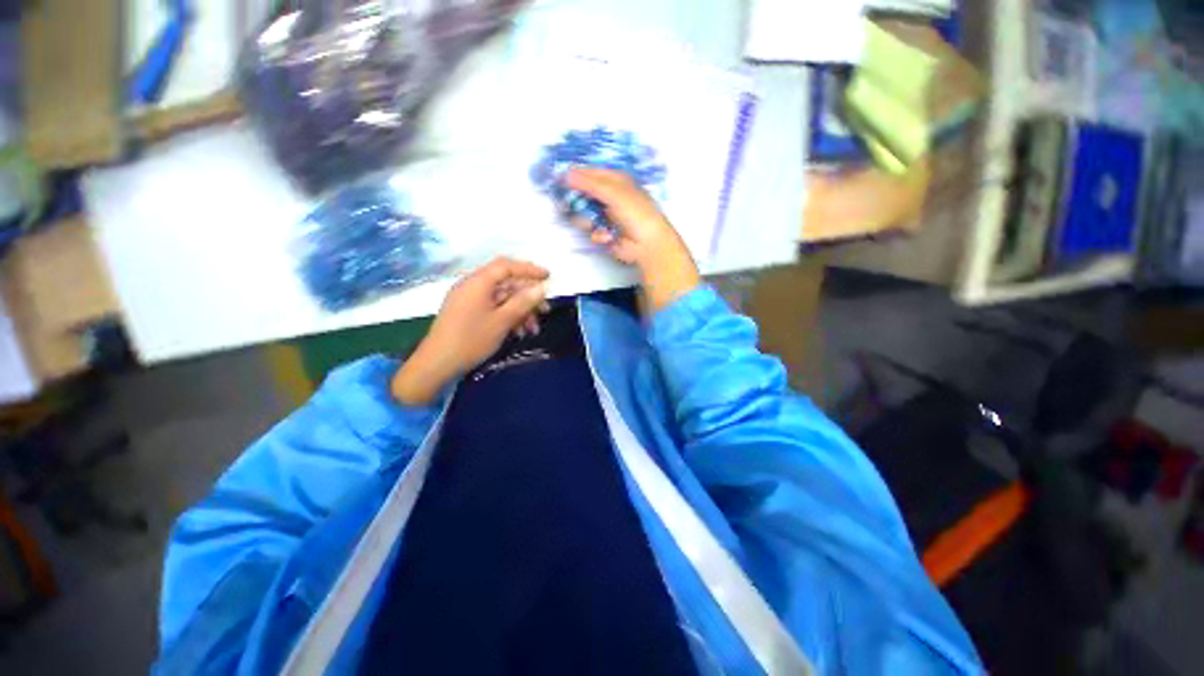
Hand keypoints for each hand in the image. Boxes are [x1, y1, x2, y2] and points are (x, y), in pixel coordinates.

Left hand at [391, 257, 549, 404]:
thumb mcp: (502, 321)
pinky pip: (493, 308)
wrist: (437, 363)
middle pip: (507, 283)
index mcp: (478, 282)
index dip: (529, 269)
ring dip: (520, 311)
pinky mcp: (468, 312)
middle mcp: (473, 286)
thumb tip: (542, 287)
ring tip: (533, 329)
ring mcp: (469, 299)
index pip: (507, 266)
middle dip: (528, 297)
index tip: (549, 276)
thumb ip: (523, 302)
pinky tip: (518, 332)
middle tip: (545, 310)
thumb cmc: (471, 339)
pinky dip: (508, 317)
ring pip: (502, 298)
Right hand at [566, 168, 699, 311]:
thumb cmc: (636, 213)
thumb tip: (566, 174)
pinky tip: (607, 236)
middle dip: (578, 202)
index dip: (575, 176)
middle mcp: (609, 197)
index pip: (590, 173)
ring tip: (595, 225)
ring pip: (583, 215)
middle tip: (572, 205)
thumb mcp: (614, 193)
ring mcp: (606, 216)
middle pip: (583, 195)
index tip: (560, 180)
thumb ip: (589, 183)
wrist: (647, 244)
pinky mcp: (604, 233)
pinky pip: (591, 231)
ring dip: (587, 221)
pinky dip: (597, 234)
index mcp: (615, 181)